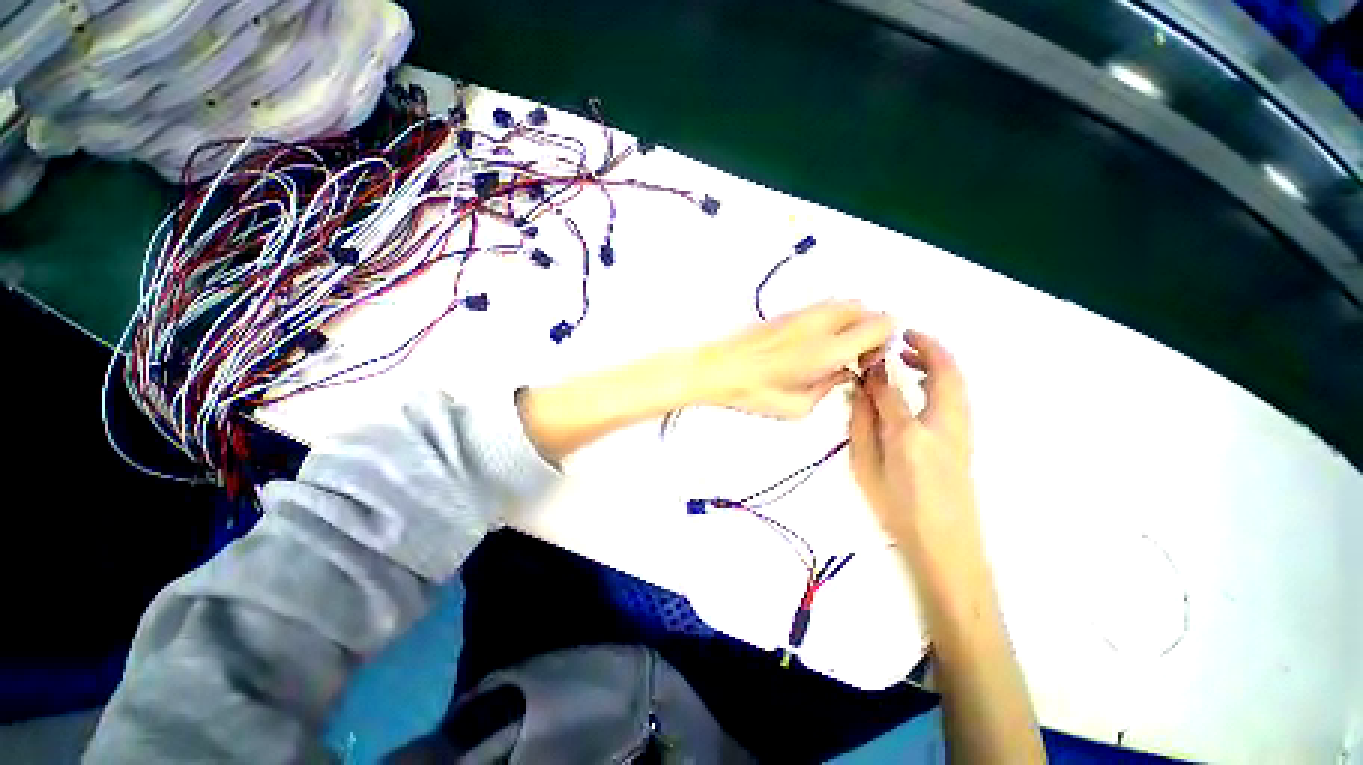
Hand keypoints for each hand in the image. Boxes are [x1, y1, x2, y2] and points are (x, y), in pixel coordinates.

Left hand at [697, 300, 894, 418]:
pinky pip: (822, 307)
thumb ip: (829, 388)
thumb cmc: (755, 393)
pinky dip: (830, 320)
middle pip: (865, 309)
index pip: (881, 324)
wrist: (718, 369)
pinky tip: (812, 344)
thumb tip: (843, 374)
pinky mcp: (786, 313)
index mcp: (827, 348)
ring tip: (833, 350)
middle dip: (869, 330)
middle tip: (854, 356)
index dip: (883, 342)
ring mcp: (802, 314)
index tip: (867, 362)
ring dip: (850, 322)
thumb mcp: (799, 407)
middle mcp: (819, 323)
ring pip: (844, 303)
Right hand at [848, 329, 977, 558]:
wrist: (946, 549)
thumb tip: (860, 390)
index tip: (866, 353)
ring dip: (936, 361)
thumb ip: (861, 424)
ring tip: (908, 355)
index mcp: (911, 433)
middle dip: (926, 347)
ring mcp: (961, 432)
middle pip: (945, 372)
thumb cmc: (898, 509)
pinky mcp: (966, 440)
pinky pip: (957, 397)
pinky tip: (919, 385)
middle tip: (899, 338)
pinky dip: (942, 379)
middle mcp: (943, 425)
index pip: (891, 386)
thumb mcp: (866, 467)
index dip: (876, 366)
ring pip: (957, 382)